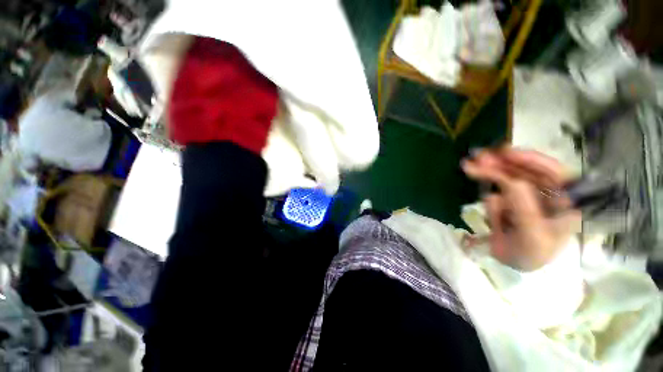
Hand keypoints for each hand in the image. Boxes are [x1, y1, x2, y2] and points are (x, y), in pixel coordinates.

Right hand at [462, 148, 580, 270]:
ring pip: (508, 177)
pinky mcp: (509, 199)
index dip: (532, 159)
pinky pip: (497, 190)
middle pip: (526, 171)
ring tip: (468, 165)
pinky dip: (486, 185)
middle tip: (478, 157)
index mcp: (564, 201)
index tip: (506, 153)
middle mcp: (546, 193)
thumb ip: (524, 210)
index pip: (554, 172)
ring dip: (489, 171)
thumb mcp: (531, 237)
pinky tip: (478, 189)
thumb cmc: (531, 254)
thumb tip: (511, 182)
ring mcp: (526, 195)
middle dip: (502, 163)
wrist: (513, 264)